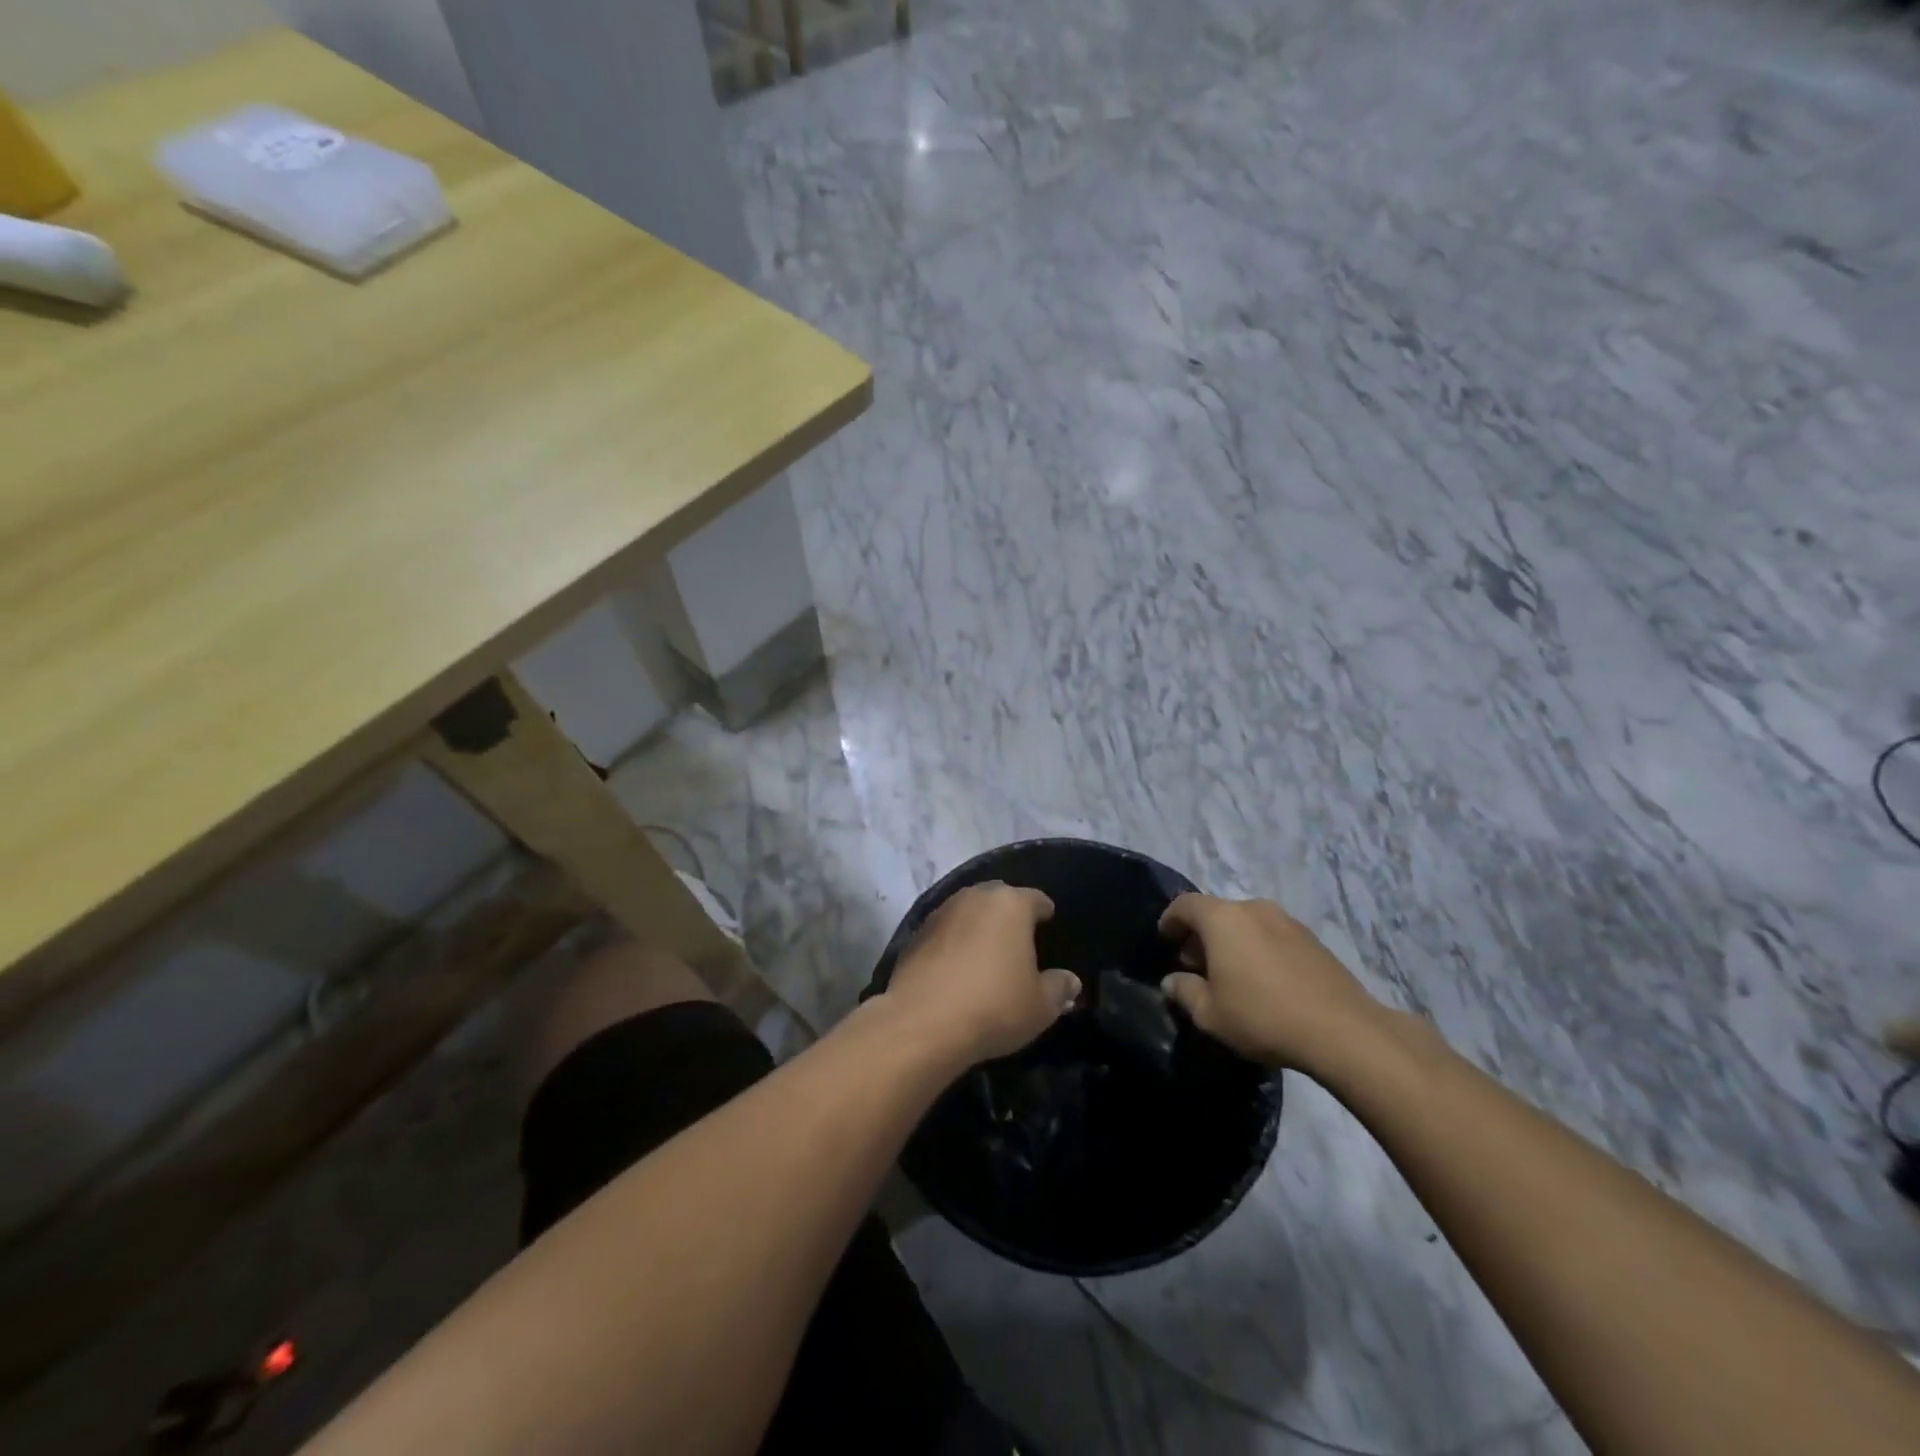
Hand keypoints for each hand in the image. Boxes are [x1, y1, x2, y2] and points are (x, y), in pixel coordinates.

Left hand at [882, 883, 1080, 1065]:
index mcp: (1011, 905)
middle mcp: (975, 898)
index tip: (1048, 920)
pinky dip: (953, 942)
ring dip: (978, 925)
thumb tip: (1070, 981)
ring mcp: (941, 913)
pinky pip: (944, 932)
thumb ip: (1059, 988)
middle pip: (998, 897)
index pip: (1035, 898)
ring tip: (986, 950)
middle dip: (1009, 912)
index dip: (1044, 910)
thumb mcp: (1040, 1006)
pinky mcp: (915, 934)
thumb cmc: (994, 1006)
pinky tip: (956, 966)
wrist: (923, 1022)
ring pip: (967, 911)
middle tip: (1018, 936)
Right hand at [1159, 894, 1388, 1073]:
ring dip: (1233, 941)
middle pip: (1217, 912)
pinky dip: (1259, 948)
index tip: (1165, 940)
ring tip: (1232, 974)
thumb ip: (1185, 992)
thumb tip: (1172, 981)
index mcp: (1222, 918)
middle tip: (1196, 964)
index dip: (1170, 920)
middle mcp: (1253, 908)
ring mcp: (1287, 920)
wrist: (1343, 1030)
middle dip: (1201, 934)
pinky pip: (1272, 935)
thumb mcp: (1210, 1014)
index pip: (1184, 904)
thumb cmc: (1263, 1016)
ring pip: (1247, 923)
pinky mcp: (1313, 939)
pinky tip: (1264, 980)